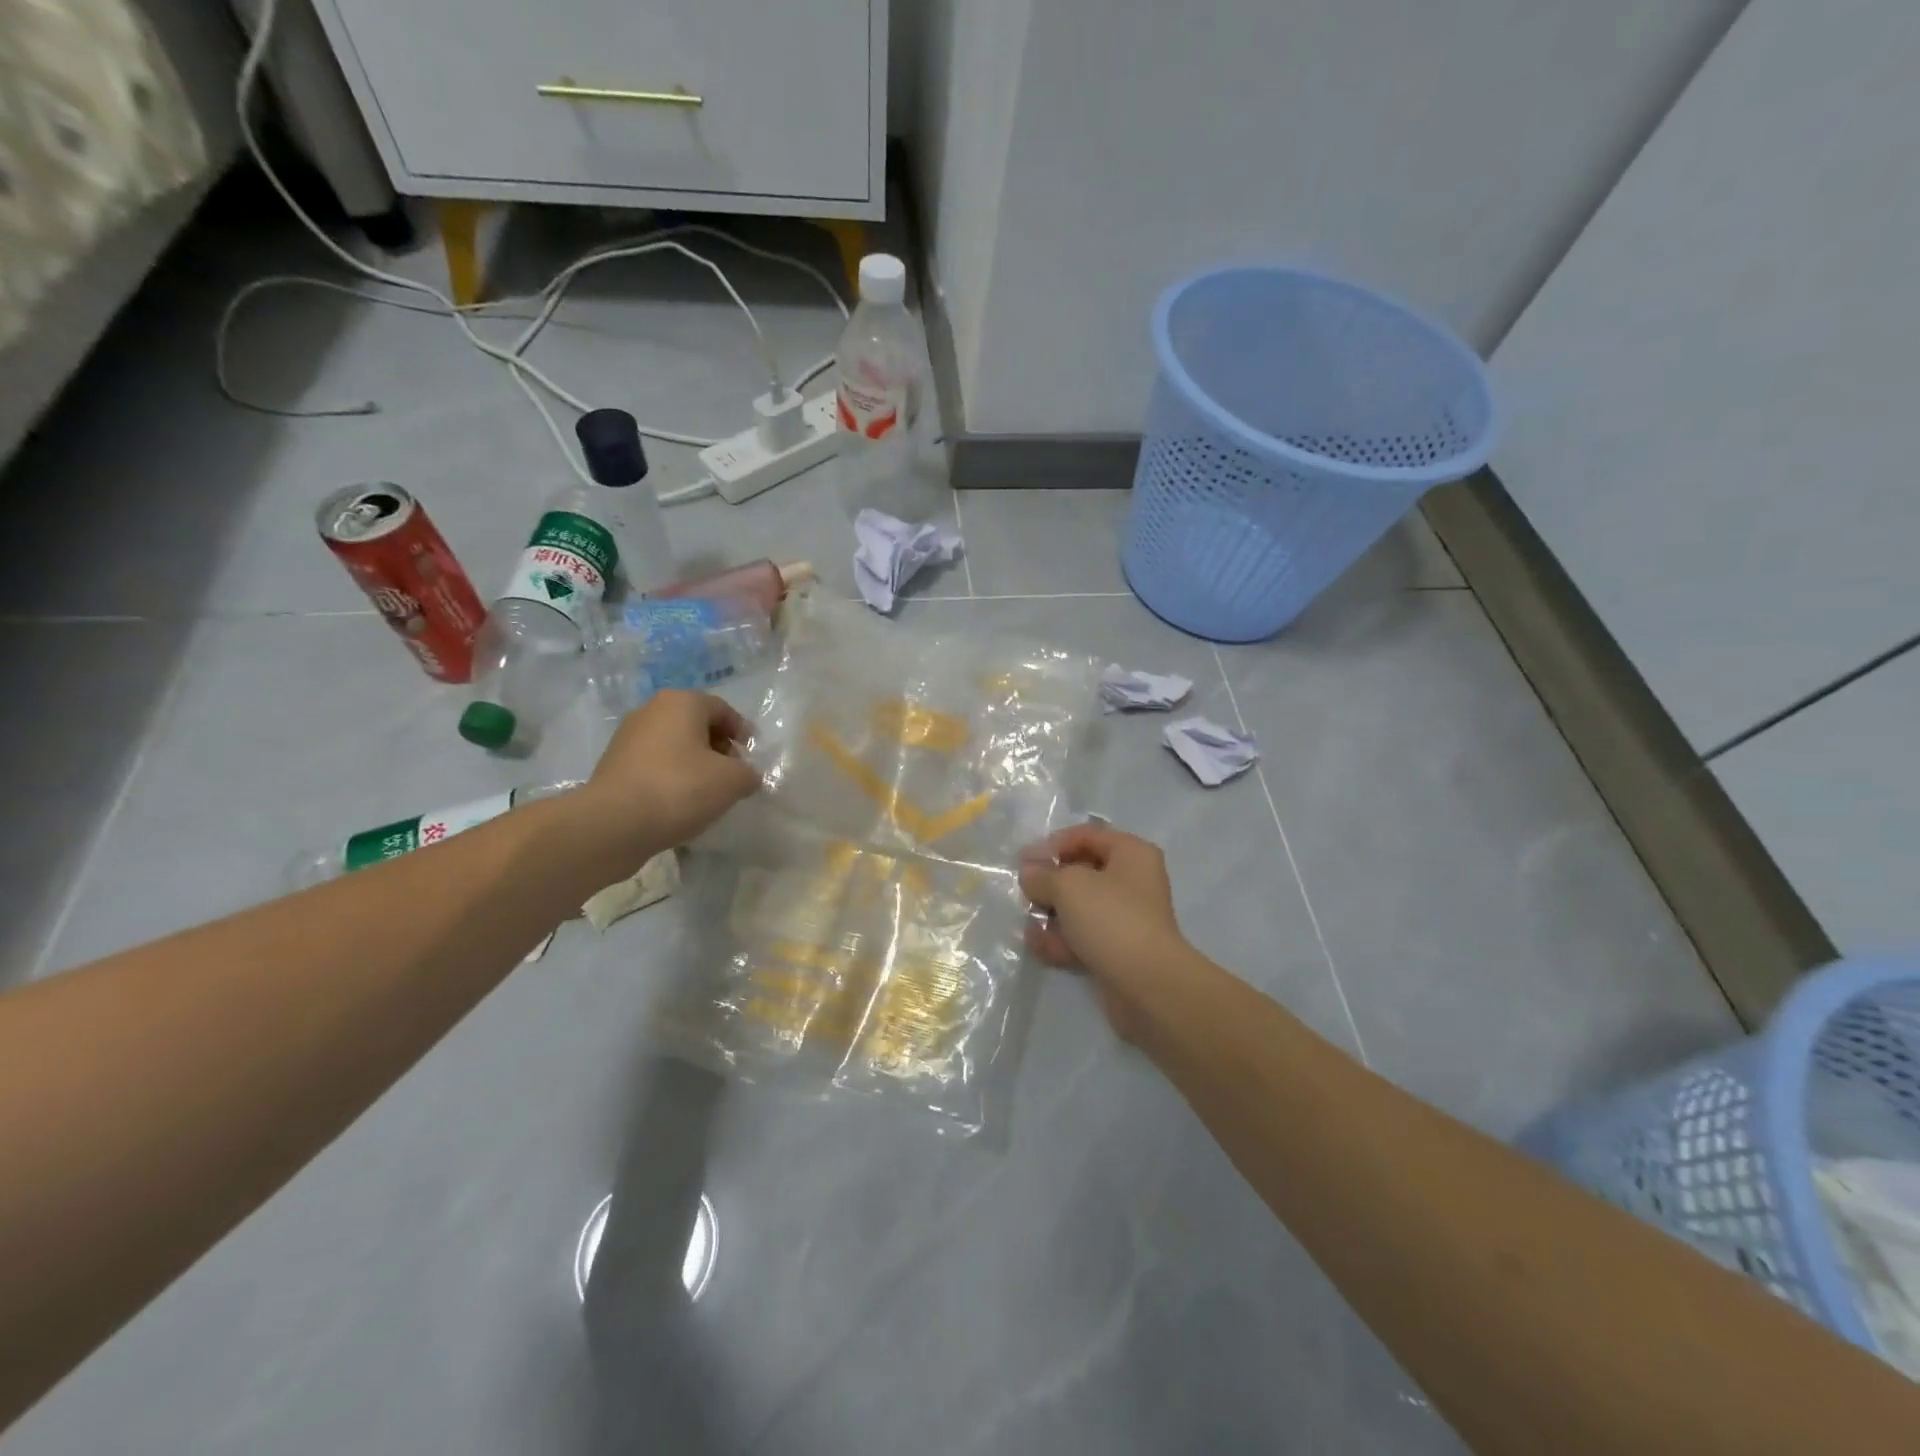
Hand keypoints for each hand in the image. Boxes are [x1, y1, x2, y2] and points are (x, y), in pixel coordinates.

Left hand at [576, 691, 758, 873]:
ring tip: (706, 794)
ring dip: (694, 765)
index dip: (742, 732)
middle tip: (732, 776)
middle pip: (696, 725)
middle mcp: (651, 711)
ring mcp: (627, 738)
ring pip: (674, 746)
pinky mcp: (613, 766)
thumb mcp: (732, 781)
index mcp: (681, 703)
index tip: (751, 758)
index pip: (722, 709)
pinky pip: (654, 765)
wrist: (613, 824)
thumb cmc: (680, 789)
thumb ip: (748, 773)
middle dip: (718, 748)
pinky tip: (678, 804)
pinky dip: (671, 779)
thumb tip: (745, 776)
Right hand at [1019, 824, 1186, 1038]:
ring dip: (1052, 913)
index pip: (1086, 836)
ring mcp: (1126, 918)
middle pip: (1082, 872)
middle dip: (1050, 882)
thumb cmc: (1110, 918)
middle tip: (1024, 892)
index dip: (1052, 845)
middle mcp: (1133, 881)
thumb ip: (1043, 876)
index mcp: (1131, 853)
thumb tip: (1029, 875)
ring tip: (1027, 921)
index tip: (1023, 861)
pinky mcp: (1118, 950)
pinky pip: (1083, 936)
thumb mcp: (1068, 886)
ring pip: (1080, 907)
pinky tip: (1037, 944)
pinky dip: (1061, 939)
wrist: (1146, 984)